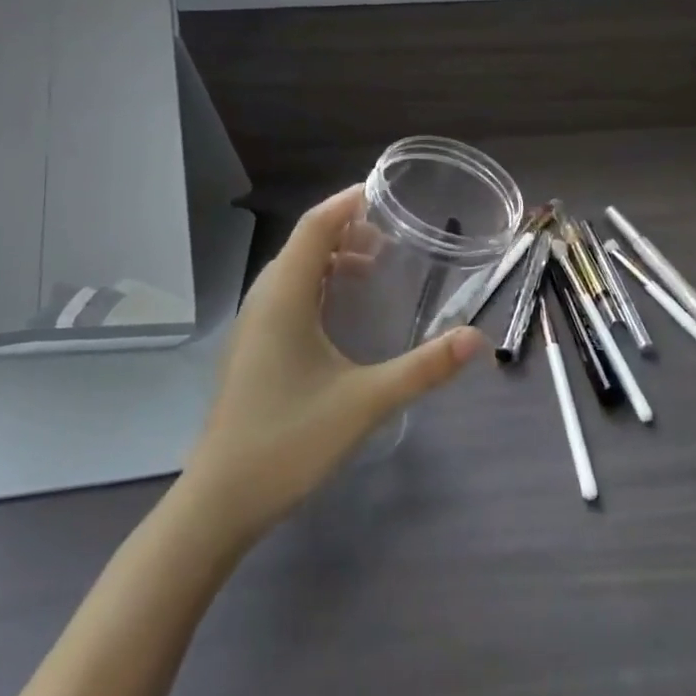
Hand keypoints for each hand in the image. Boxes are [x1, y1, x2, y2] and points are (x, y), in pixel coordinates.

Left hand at [180, 186, 484, 540]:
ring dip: (330, 257)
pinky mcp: (252, 350)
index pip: (314, 227)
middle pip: (303, 244)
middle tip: (391, 235)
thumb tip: (476, 338)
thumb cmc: (289, 442)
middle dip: (345, 229)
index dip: (346, 203)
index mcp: (284, 299)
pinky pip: (286, 295)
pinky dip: (318, 284)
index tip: (383, 192)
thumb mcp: (366, 403)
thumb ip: (424, 368)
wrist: (220, 502)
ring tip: (373, 265)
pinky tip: (341, 311)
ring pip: (293, 271)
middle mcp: (263, 302)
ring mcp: (253, 327)